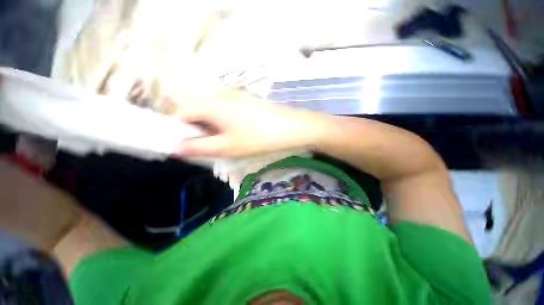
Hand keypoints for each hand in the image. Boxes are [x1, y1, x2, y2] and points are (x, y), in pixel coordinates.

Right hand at [173, 90, 326, 157]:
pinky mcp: (245, 99)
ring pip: (212, 112)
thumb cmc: (257, 138)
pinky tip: (239, 132)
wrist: (291, 127)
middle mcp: (218, 94)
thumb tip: (175, 148)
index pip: (180, 114)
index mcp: (209, 103)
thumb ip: (197, 147)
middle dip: (199, 130)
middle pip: (196, 112)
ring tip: (229, 141)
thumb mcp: (226, 147)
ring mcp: (233, 94)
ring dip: (213, 127)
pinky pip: (226, 110)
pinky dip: (225, 122)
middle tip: (215, 146)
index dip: (181, 131)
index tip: (192, 147)